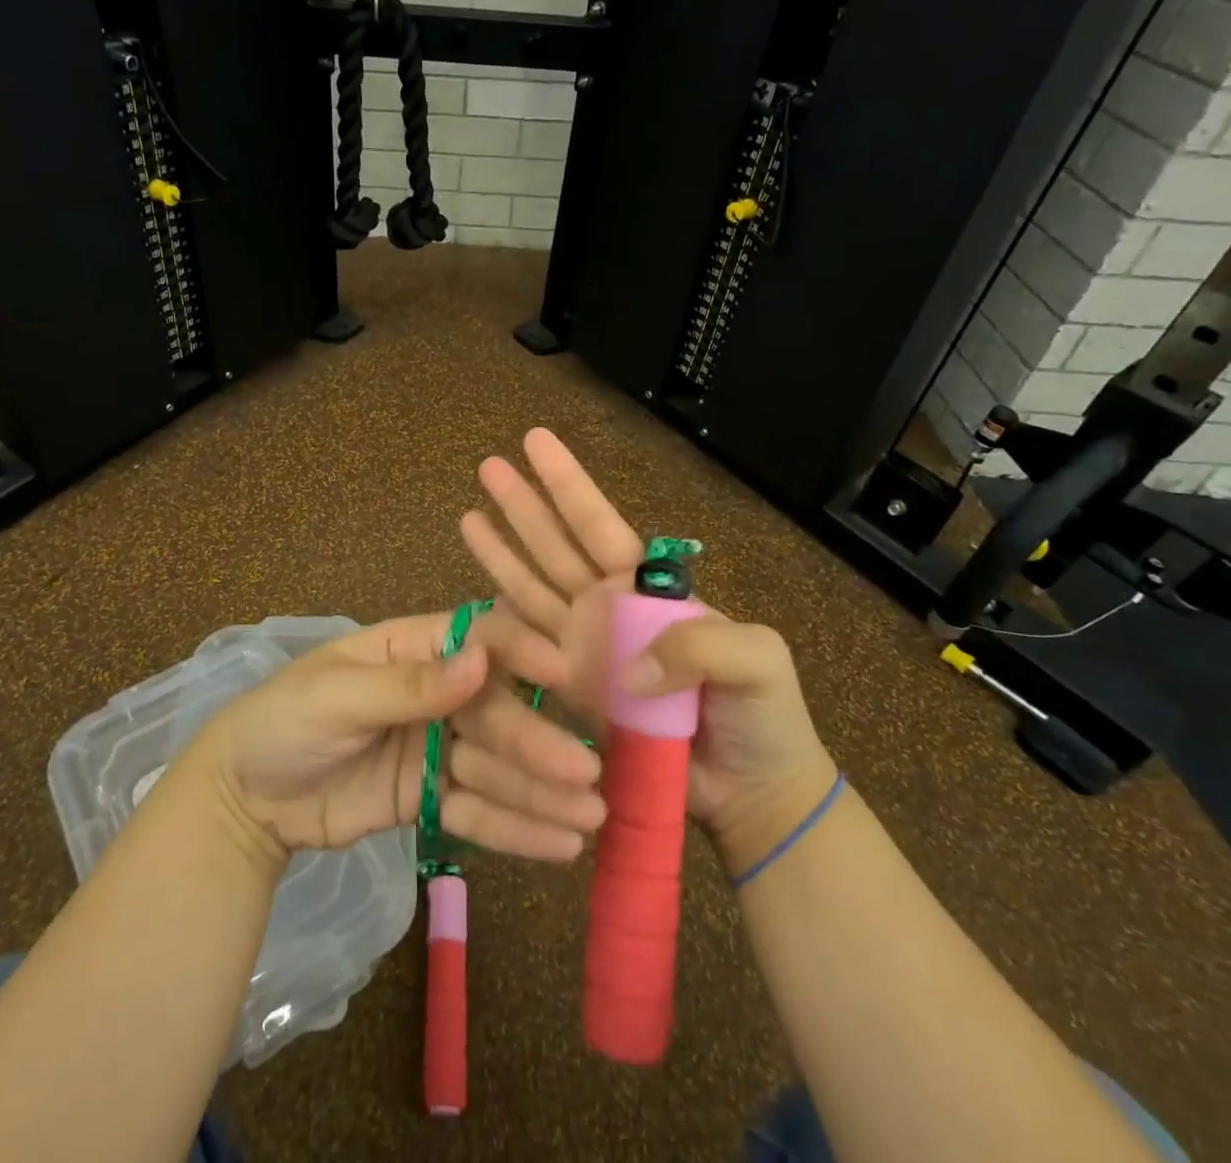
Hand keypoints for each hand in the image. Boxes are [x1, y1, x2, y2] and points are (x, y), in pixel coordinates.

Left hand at [187, 613, 606, 866]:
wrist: (240, 801)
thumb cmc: (283, 722)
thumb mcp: (337, 696)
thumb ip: (409, 686)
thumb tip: (480, 661)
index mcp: (412, 649)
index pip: (478, 639)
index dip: (521, 653)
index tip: (565, 675)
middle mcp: (435, 694)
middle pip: (495, 712)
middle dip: (537, 741)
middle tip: (586, 773)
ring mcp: (435, 748)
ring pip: (496, 765)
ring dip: (541, 790)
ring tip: (590, 817)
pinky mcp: (430, 799)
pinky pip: (477, 810)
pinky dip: (515, 826)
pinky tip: (559, 842)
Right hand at [459, 429, 835, 869]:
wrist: (750, 790)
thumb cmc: (762, 716)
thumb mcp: (755, 659)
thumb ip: (697, 645)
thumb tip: (624, 670)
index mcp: (647, 588)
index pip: (597, 524)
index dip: (567, 483)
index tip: (536, 442)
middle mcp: (607, 607)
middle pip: (554, 545)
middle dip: (523, 504)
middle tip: (488, 465)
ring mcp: (583, 648)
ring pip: (530, 588)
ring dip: (500, 552)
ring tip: (468, 515)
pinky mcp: (568, 691)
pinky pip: (526, 650)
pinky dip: (500, 622)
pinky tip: (475, 594)